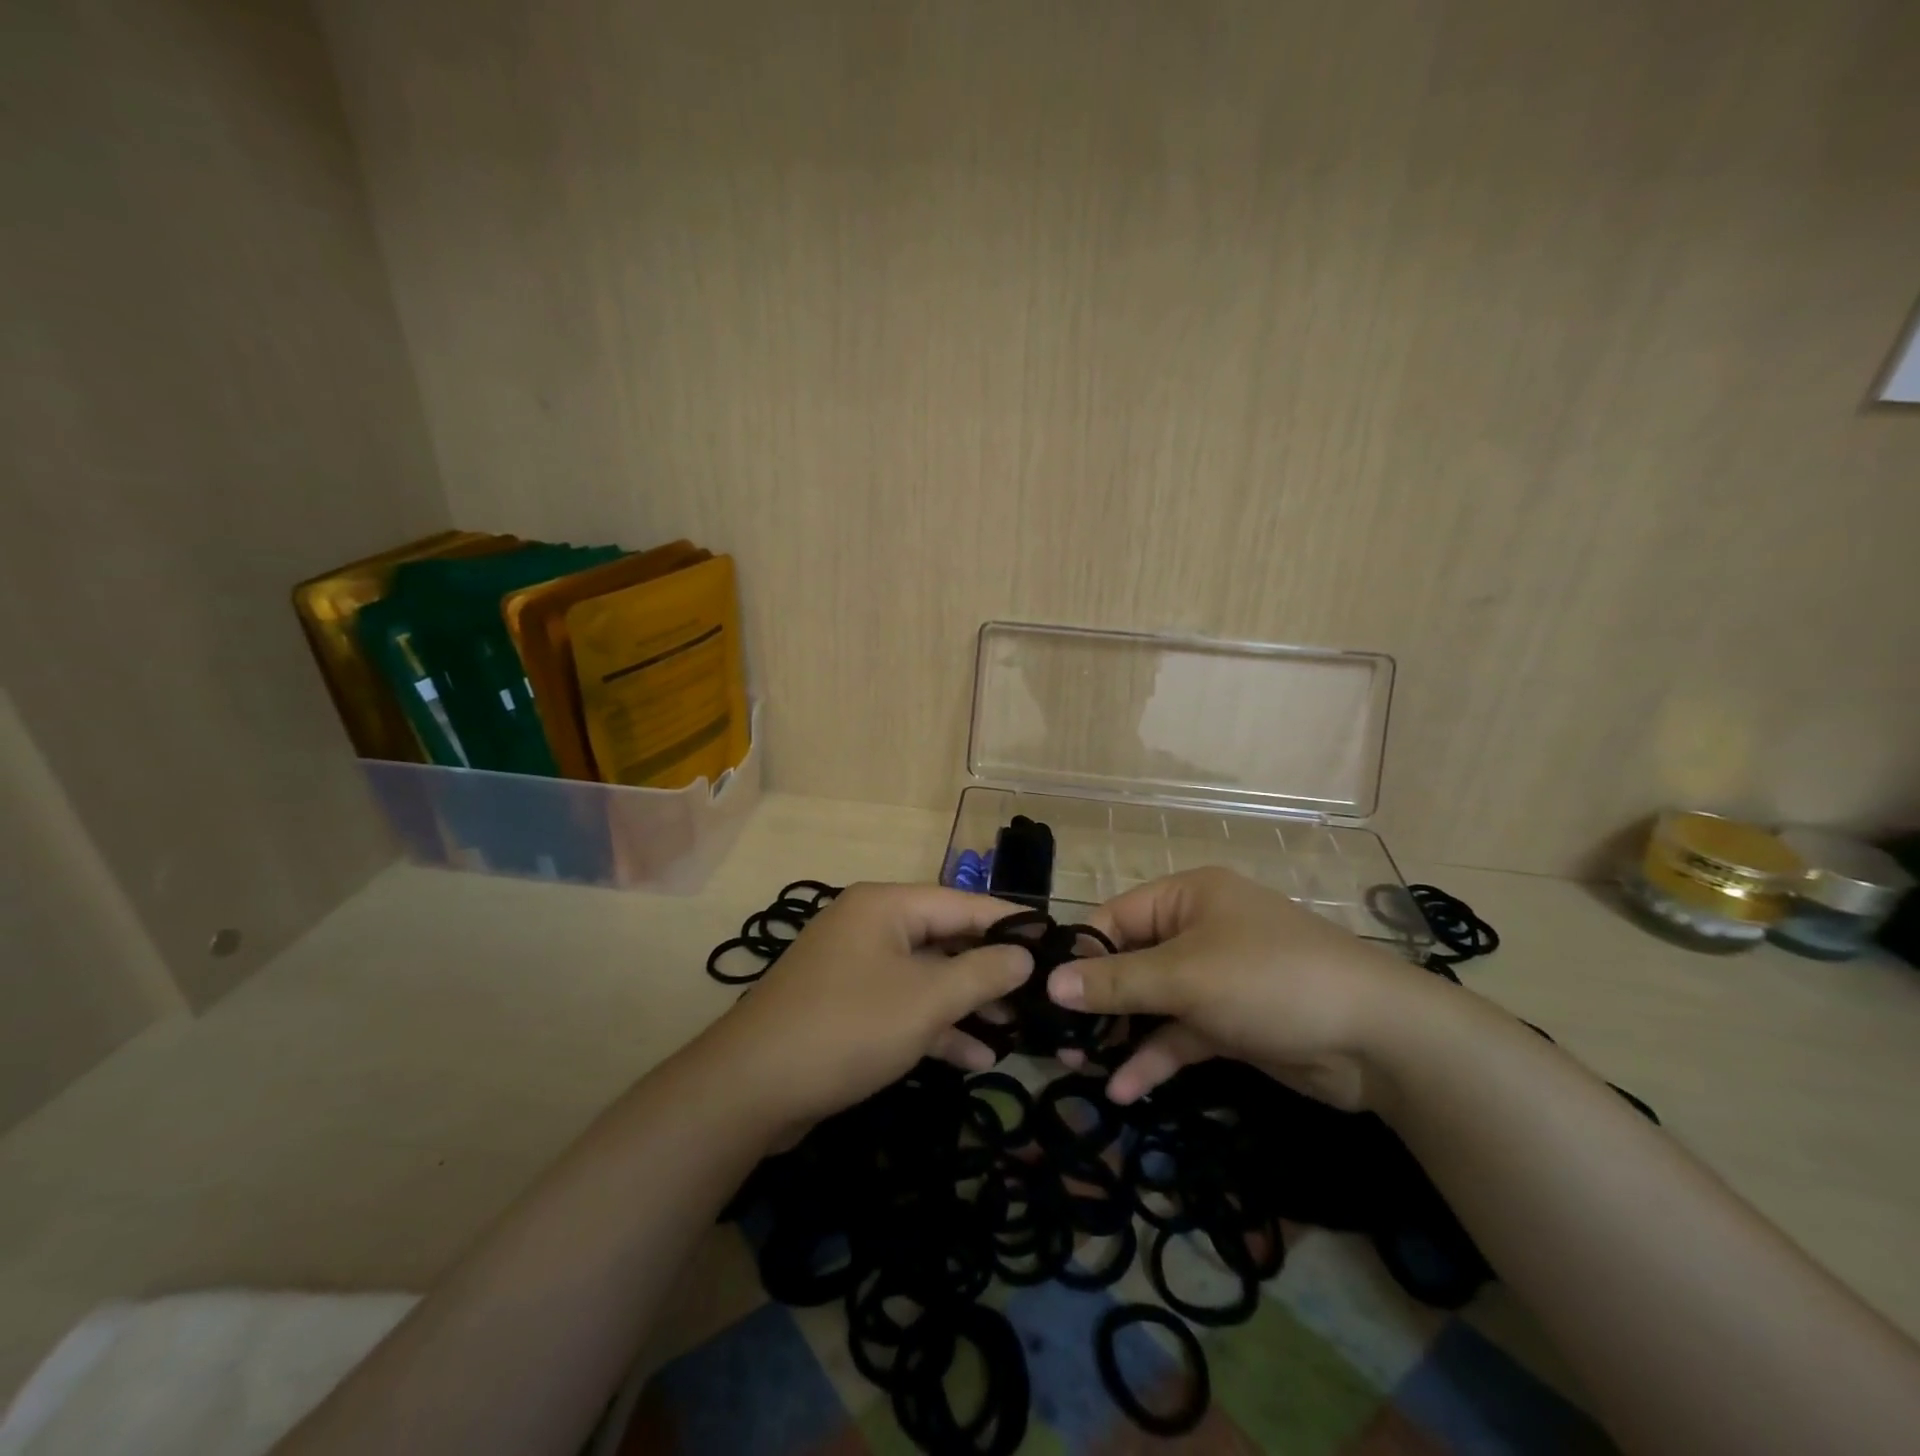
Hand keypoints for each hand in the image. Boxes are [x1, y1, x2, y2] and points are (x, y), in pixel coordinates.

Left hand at [703, 882, 1032, 1127]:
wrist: (751, 1089)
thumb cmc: (849, 1028)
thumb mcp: (927, 1000)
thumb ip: (982, 973)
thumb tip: (1025, 955)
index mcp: (887, 906)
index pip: (964, 904)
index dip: (1011, 923)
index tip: (1055, 940)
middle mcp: (871, 926)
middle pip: (946, 938)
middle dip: (991, 970)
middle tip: (1041, 993)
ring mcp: (856, 967)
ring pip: (926, 976)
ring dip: (967, 1003)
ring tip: (1018, 1029)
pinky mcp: (847, 1006)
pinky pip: (903, 1005)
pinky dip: (935, 1026)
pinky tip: (976, 1056)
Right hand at [1051, 867, 1445, 1111]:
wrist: (1378, 1040)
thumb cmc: (1270, 980)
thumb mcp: (1185, 977)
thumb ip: (1116, 982)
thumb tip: (1050, 983)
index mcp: (1187, 897)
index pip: (1115, 917)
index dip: (1079, 953)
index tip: (1042, 992)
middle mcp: (1198, 929)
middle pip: (1130, 961)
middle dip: (1095, 1000)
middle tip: (1055, 1037)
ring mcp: (1215, 978)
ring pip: (1152, 1002)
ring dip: (1120, 1033)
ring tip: (1076, 1066)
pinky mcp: (1231, 1022)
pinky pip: (1180, 1033)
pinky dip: (1154, 1057)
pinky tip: (1124, 1089)